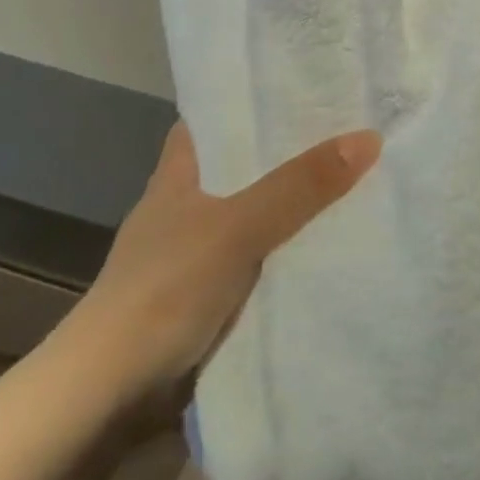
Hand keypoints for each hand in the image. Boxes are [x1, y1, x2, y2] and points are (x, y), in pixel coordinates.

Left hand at [76, 122, 380, 402]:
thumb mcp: (239, 227)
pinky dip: (281, 253)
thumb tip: (368, 137)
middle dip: (282, 154)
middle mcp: (183, 205)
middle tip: (343, 132)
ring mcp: (191, 253)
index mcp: (177, 173)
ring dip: (286, 206)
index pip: (210, 119)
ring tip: (347, 182)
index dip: (246, 102)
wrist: (111, 390)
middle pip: (238, 166)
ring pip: (249, 214)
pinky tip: (319, 249)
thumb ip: (299, 186)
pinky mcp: (202, 295)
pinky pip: (253, 259)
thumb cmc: (166, 286)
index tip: (295, 89)